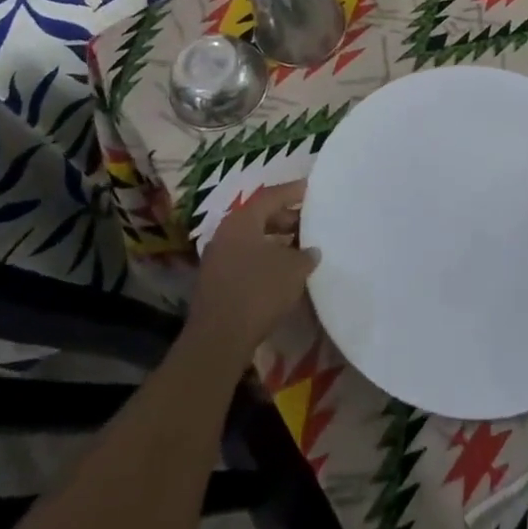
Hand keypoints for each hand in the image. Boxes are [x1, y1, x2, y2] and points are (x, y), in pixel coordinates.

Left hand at [187, 181, 319, 367]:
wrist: (218, 339)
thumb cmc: (258, 291)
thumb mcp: (293, 269)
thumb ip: (306, 254)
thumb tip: (311, 251)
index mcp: (242, 219)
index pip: (271, 196)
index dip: (293, 192)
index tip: (312, 189)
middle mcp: (226, 232)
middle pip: (260, 216)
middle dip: (286, 218)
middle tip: (309, 222)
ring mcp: (217, 257)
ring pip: (251, 239)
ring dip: (275, 241)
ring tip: (299, 248)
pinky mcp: (215, 281)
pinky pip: (244, 258)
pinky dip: (263, 258)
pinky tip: (280, 272)